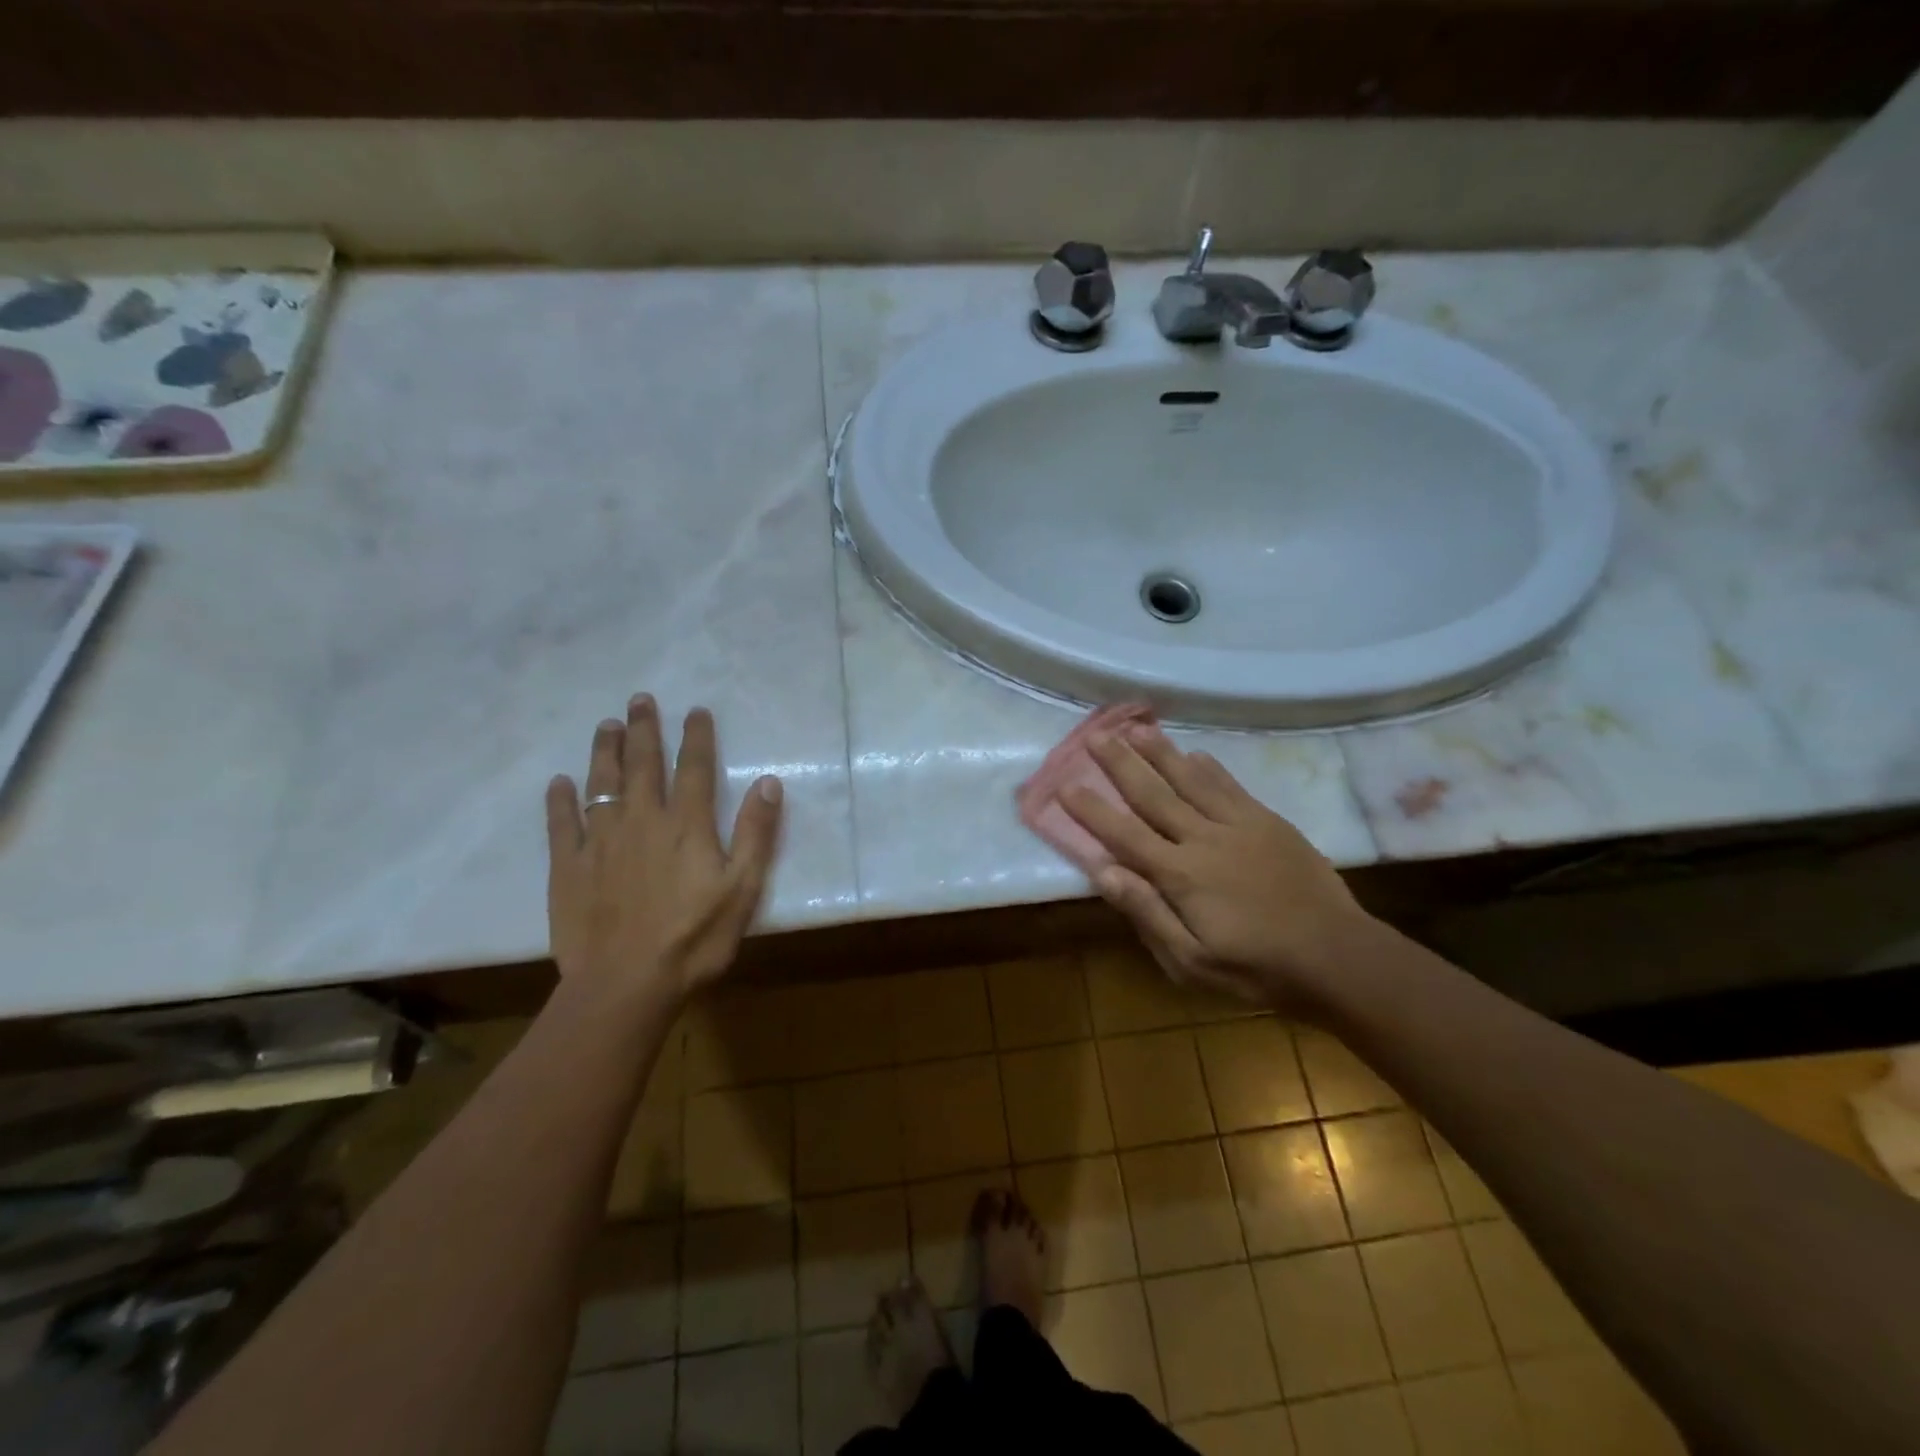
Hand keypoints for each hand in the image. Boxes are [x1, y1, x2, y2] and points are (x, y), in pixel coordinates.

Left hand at [546, 694, 782, 1008]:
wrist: (626, 985)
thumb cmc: (694, 939)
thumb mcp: (743, 889)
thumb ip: (756, 833)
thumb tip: (768, 781)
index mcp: (686, 825)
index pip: (694, 768)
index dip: (697, 736)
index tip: (696, 710)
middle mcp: (641, 821)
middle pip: (643, 765)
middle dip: (644, 729)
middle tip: (639, 699)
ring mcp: (600, 842)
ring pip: (601, 784)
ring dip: (605, 751)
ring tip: (606, 725)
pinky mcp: (567, 867)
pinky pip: (561, 824)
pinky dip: (559, 800)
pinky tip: (559, 782)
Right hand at [1061, 722, 1371, 1009]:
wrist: (1336, 956)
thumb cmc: (1256, 967)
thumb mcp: (1192, 962)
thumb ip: (1148, 914)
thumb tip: (1104, 872)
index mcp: (1180, 874)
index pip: (1124, 834)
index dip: (1092, 809)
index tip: (1066, 784)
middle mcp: (1203, 839)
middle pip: (1153, 795)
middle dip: (1121, 764)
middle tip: (1096, 735)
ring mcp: (1239, 826)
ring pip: (1191, 781)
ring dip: (1160, 753)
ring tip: (1136, 727)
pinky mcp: (1269, 823)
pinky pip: (1231, 787)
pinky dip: (1210, 768)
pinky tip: (1195, 753)